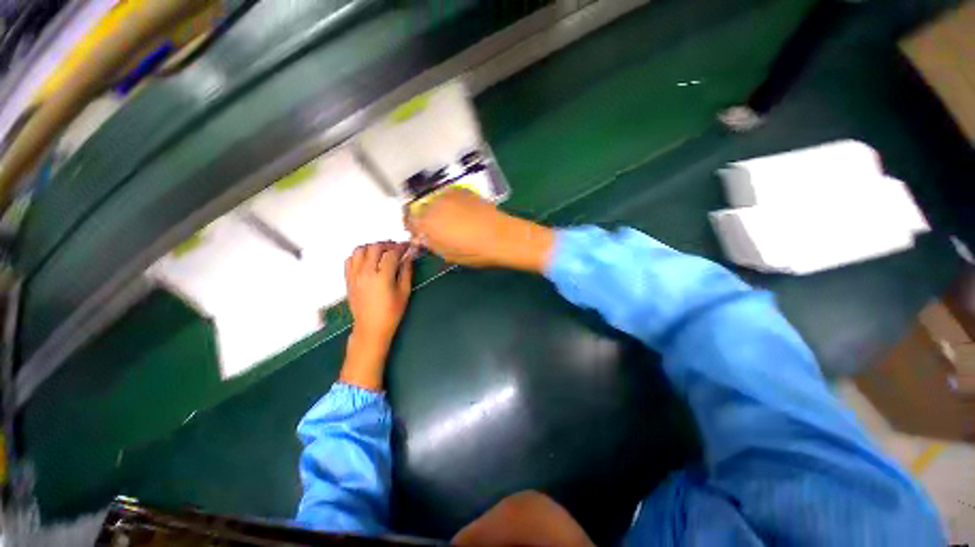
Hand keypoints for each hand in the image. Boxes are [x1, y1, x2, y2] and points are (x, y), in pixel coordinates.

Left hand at [340, 241, 412, 389]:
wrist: (371, 327)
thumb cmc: (391, 312)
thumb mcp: (404, 292)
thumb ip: (406, 271)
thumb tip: (408, 257)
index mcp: (382, 276)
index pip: (392, 253)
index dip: (401, 247)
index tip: (408, 246)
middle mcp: (365, 272)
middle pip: (375, 247)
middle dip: (387, 244)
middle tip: (396, 248)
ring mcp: (354, 275)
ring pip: (359, 250)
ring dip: (372, 247)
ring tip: (382, 251)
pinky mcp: (348, 279)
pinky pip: (350, 260)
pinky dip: (359, 255)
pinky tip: (368, 260)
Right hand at [405, 188, 553, 272]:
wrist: (501, 237)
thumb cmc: (475, 252)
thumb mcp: (448, 254)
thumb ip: (431, 243)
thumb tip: (425, 237)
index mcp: (427, 223)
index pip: (409, 222)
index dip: (414, 229)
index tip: (421, 235)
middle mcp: (434, 205)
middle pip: (421, 209)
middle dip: (426, 219)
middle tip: (439, 229)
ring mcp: (449, 195)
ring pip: (435, 201)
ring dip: (439, 210)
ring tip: (454, 221)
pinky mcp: (463, 190)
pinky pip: (449, 196)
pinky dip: (451, 203)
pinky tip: (464, 212)